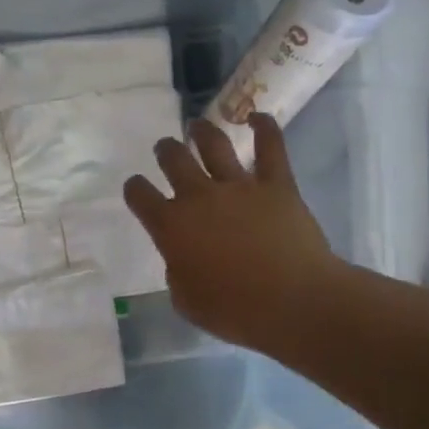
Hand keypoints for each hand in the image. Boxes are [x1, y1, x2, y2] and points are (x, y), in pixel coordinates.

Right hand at [123, 113, 341, 353]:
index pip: (140, 195)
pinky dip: (263, 127)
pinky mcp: (277, 184)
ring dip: (202, 132)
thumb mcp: (185, 300)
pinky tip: (256, 117)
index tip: (136, 188)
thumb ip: (177, 271)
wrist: (293, 301)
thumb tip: (183, 256)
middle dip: (165, 151)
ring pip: (214, 145)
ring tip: (197, 126)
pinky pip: (271, 147)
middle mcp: (199, 196)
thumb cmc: (234, 311)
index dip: (135, 188)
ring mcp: (239, 186)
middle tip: (165, 149)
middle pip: (174, 159)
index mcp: (171, 226)